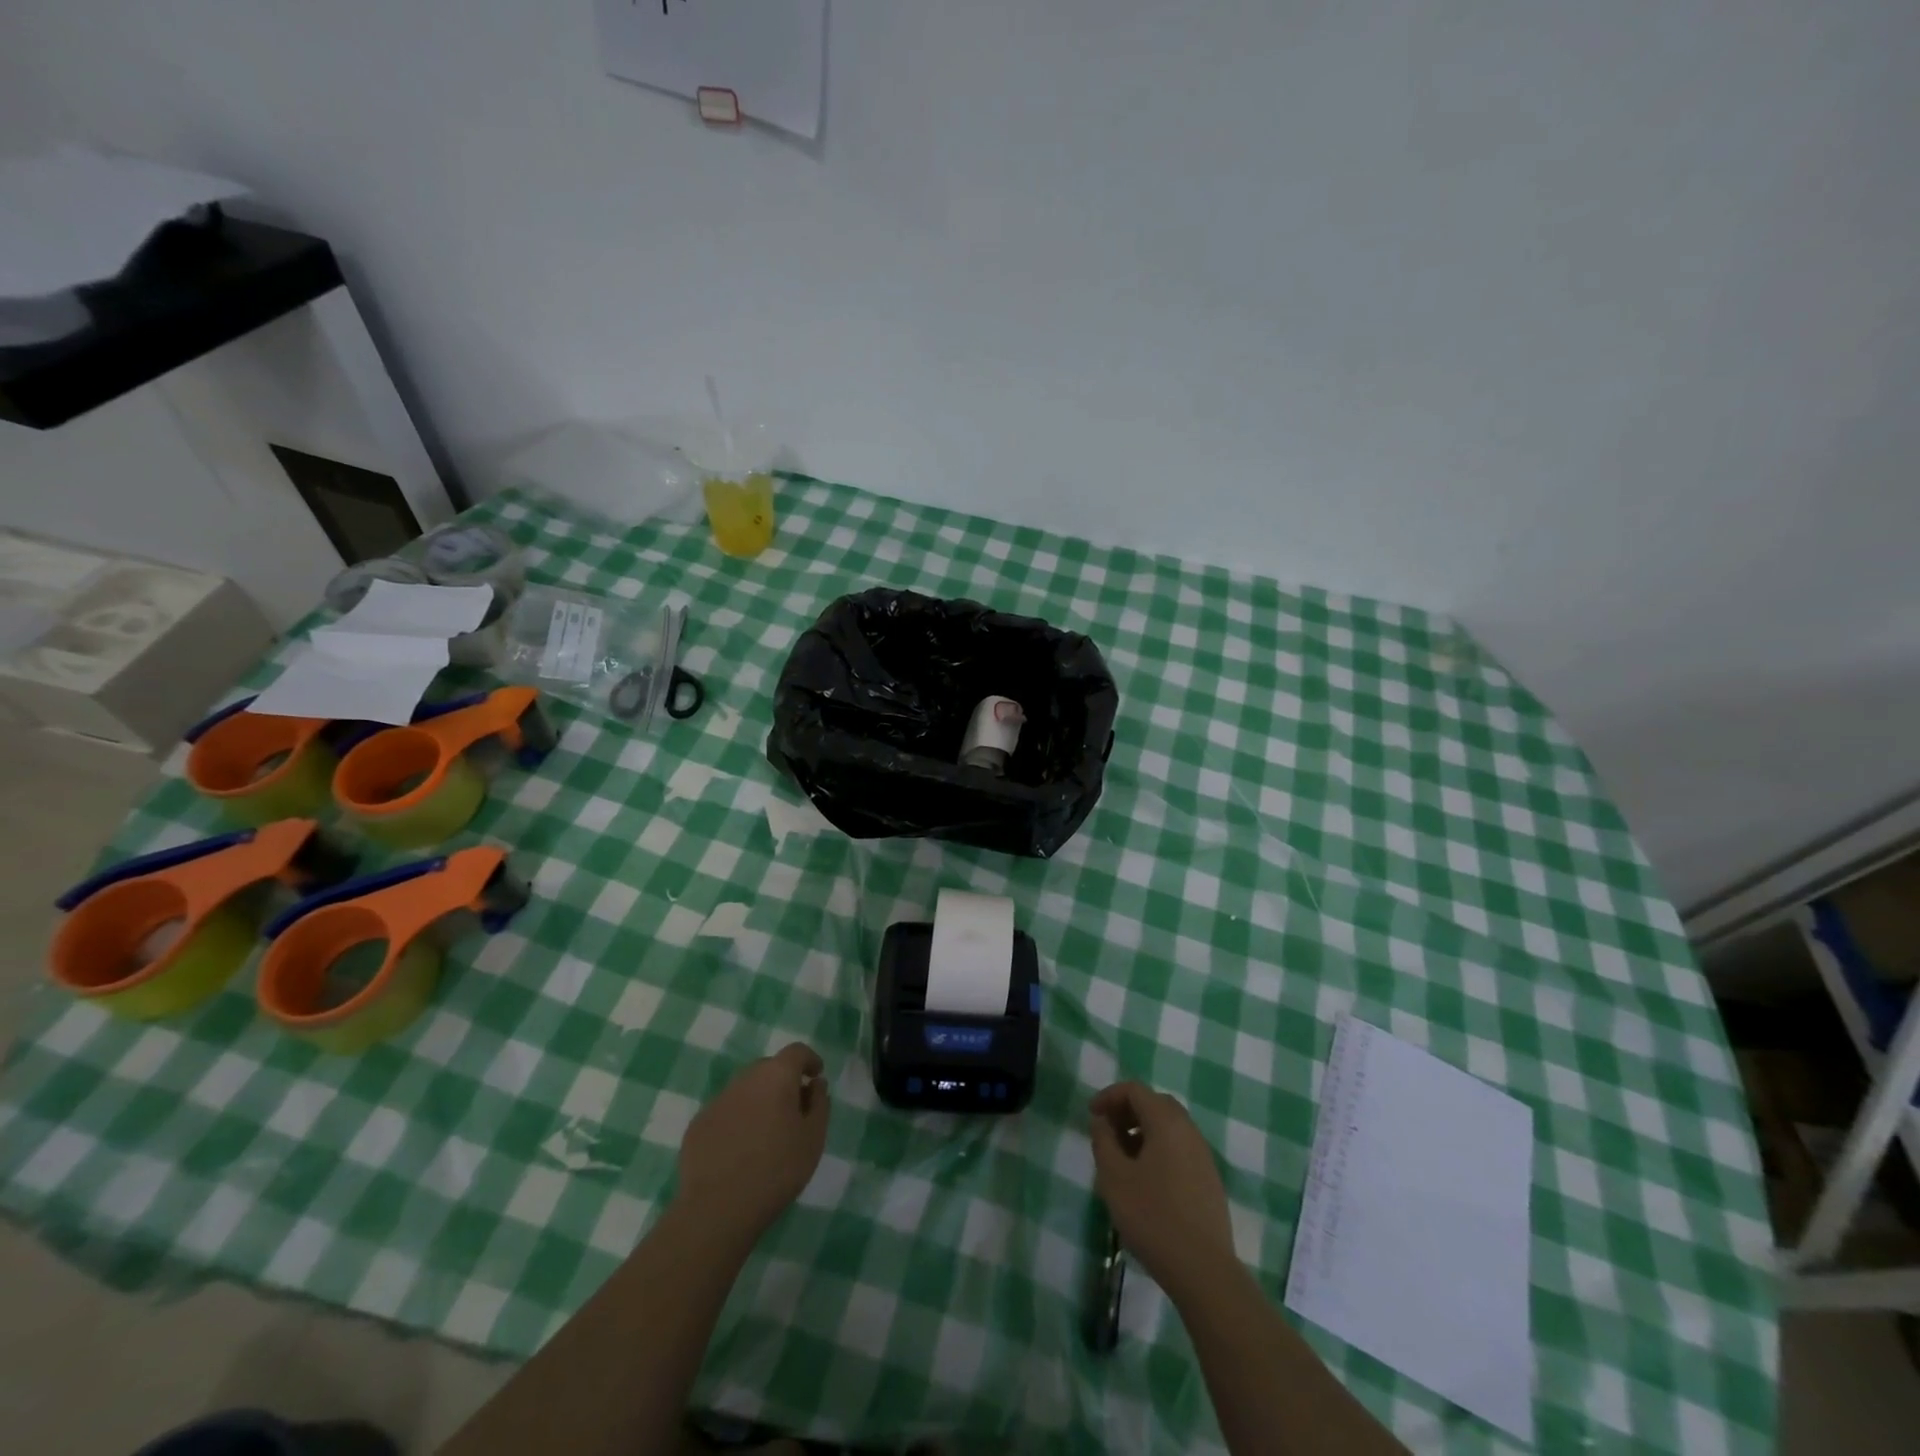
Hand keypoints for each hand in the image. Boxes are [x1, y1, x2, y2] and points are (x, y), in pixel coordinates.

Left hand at [676, 1043, 829, 1242]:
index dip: (809, 1060)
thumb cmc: (776, 1170)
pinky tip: (740, 1150)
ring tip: (767, 1133)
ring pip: (745, 1090)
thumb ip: (819, 1104)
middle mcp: (744, 1079)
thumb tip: (815, 1085)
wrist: (717, 1209)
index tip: (816, 1077)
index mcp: (776, 1076)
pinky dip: (737, 1121)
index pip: (796, 1052)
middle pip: (768, 1068)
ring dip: (759, 1101)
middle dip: (783, 1081)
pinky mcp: (697, 1125)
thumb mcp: (813, 1138)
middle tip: (794, 1109)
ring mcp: (717, 1101)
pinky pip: (725, 1112)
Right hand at [1090, 1081, 1236, 1300]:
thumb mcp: (1114, 1177)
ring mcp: (1203, 1155)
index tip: (1091, 1115)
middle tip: (1107, 1130)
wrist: (1203, 1270)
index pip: (1135, 1090)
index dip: (1109, 1096)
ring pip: (1170, 1127)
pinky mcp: (1209, 1179)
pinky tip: (1146, 1179)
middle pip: (1155, 1103)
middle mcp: (1189, 1130)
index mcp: (1166, 1122)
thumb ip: (1103, 1140)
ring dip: (1143, 1130)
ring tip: (1123, 1157)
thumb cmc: (1152, 1216)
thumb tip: (1102, 1120)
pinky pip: (1180, 1148)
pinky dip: (1159, 1148)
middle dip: (1128, 1110)